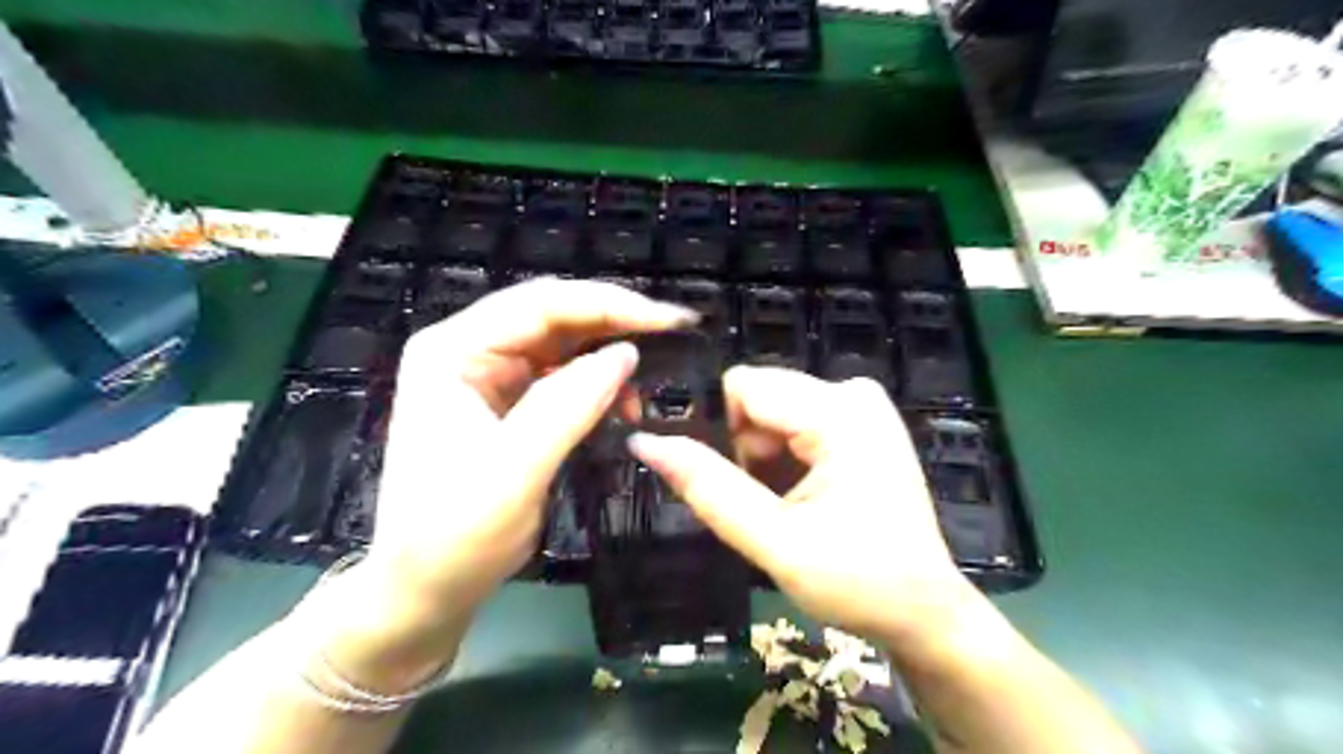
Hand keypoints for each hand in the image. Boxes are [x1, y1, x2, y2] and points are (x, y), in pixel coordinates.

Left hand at [368, 281, 698, 615]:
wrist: (426, 588)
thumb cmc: (455, 534)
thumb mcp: (513, 470)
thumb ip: (568, 405)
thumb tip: (627, 354)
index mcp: (453, 351)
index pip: (540, 304)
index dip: (608, 304)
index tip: (667, 321)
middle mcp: (470, 351)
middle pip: (553, 316)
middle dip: (615, 322)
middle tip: (674, 335)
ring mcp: (489, 377)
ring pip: (563, 344)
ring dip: (609, 356)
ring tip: (649, 382)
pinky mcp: (510, 403)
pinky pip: (563, 377)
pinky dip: (599, 385)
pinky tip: (624, 405)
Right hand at [636, 366, 984, 646]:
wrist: (924, 612)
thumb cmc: (858, 582)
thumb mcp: (774, 540)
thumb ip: (708, 488)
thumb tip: (644, 443)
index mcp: (840, 412)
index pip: (743, 387)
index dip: (719, 432)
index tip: (727, 483)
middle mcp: (853, 392)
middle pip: (758, 398)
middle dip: (744, 449)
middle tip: (763, 505)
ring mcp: (860, 405)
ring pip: (771, 412)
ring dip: (762, 458)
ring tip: (785, 508)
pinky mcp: (860, 423)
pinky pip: (794, 423)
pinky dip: (783, 458)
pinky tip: (802, 497)